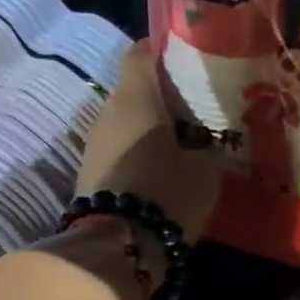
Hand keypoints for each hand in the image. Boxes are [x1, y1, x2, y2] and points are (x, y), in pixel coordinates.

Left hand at [74, 41, 220, 244]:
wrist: (118, 249)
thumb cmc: (167, 194)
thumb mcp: (207, 167)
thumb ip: (209, 141)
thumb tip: (207, 136)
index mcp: (135, 96)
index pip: (142, 51)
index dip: (166, 50)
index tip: (192, 60)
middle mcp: (107, 112)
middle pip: (136, 89)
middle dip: (165, 95)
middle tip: (199, 107)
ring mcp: (94, 145)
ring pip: (128, 122)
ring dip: (153, 127)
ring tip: (187, 141)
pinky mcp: (91, 175)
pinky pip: (121, 149)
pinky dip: (142, 152)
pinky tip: (166, 169)